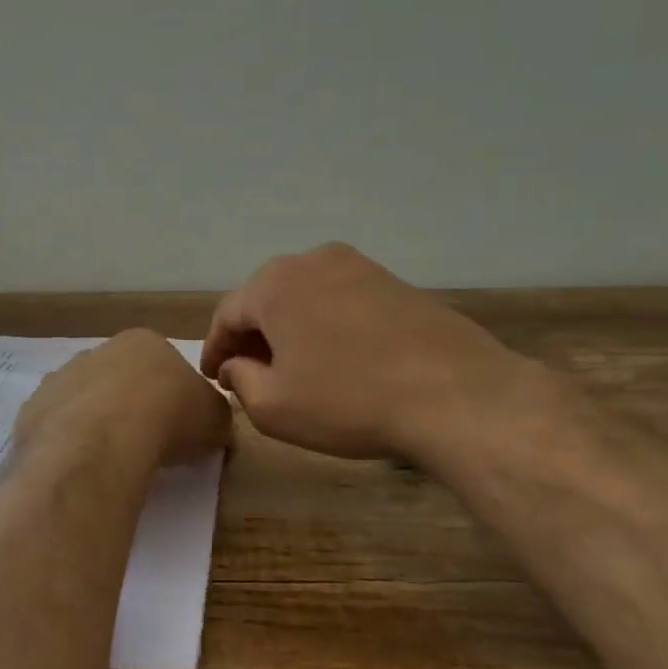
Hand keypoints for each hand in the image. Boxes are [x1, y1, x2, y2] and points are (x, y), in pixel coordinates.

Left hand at [17, 329, 231, 468]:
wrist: (105, 438)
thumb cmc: (169, 417)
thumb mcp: (216, 418)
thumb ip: (214, 417)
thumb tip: (213, 426)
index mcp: (144, 343)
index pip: (162, 365)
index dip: (171, 397)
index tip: (177, 427)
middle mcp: (98, 351)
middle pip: (118, 379)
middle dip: (129, 406)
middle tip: (144, 444)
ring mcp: (61, 378)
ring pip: (83, 401)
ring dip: (95, 423)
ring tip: (111, 460)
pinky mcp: (34, 409)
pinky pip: (56, 426)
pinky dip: (68, 443)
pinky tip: (82, 465)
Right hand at [201, 243, 534, 463]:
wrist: (453, 393)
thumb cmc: (348, 400)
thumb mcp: (274, 407)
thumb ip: (240, 380)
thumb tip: (236, 365)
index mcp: (274, 285)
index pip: (227, 315)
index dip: (215, 349)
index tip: (213, 378)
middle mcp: (312, 261)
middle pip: (266, 299)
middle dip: (252, 337)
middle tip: (248, 374)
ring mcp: (359, 267)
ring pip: (305, 298)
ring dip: (290, 330)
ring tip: (292, 368)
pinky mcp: (395, 282)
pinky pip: (341, 302)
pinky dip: (326, 326)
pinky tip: (337, 358)